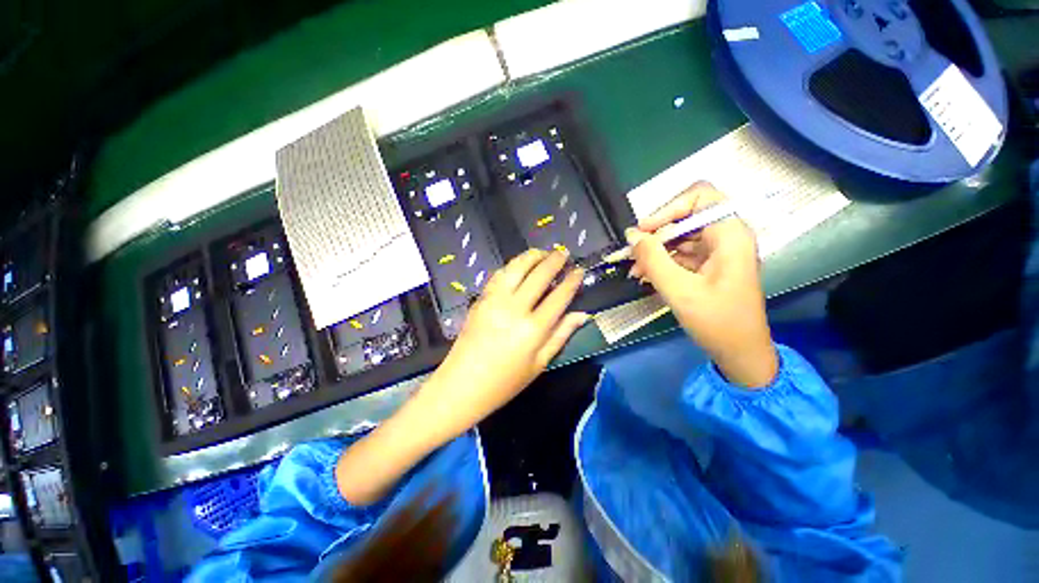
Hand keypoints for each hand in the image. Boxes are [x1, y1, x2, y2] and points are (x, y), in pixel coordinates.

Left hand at [337, 249, 587, 504]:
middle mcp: (515, 309)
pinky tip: (519, 265)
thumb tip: (582, 314)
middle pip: (539, 275)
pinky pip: (498, 275)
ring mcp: (494, 301)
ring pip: (516, 268)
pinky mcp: (480, 299)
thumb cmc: (504, 383)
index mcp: (533, 329)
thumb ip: (561, 335)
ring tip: (543, 252)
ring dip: (532, 256)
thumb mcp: (539, 364)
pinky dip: (511, 265)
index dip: (571, 281)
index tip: (580, 270)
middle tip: (564, 252)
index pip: (559, 296)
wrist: (461, 385)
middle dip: (554, 260)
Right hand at [626, 182, 777, 387]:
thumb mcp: (679, 290)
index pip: (700, 196)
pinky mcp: (711, 266)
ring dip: (656, 251)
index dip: (668, 208)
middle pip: (686, 218)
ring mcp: (719, 252)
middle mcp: (727, 237)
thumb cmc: (717, 322)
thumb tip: (632, 235)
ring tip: (635, 270)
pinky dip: (663, 262)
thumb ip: (652, 259)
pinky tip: (646, 276)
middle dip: (656, 235)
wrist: (741, 354)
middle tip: (632, 255)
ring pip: (681, 238)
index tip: (644, 230)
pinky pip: (682, 254)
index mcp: (730, 234)